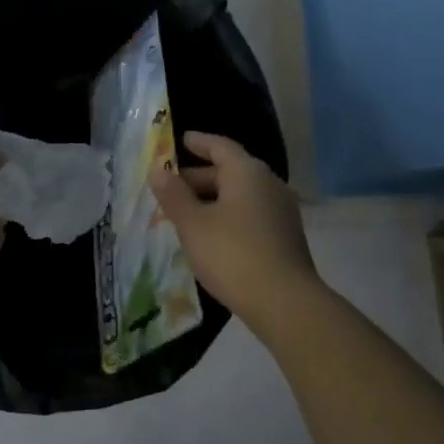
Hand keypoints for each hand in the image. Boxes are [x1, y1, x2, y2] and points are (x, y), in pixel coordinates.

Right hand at [148, 131, 320, 334]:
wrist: (284, 302)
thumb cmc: (232, 254)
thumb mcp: (193, 224)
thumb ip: (174, 196)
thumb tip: (158, 172)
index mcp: (247, 171)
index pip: (220, 146)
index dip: (198, 142)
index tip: (181, 140)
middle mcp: (268, 183)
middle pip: (230, 171)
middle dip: (199, 178)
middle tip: (171, 188)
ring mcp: (281, 210)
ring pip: (240, 195)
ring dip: (213, 200)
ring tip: (186, 214)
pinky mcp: (285, 236)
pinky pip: (251, 214)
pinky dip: (228, 216)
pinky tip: (212, 236)